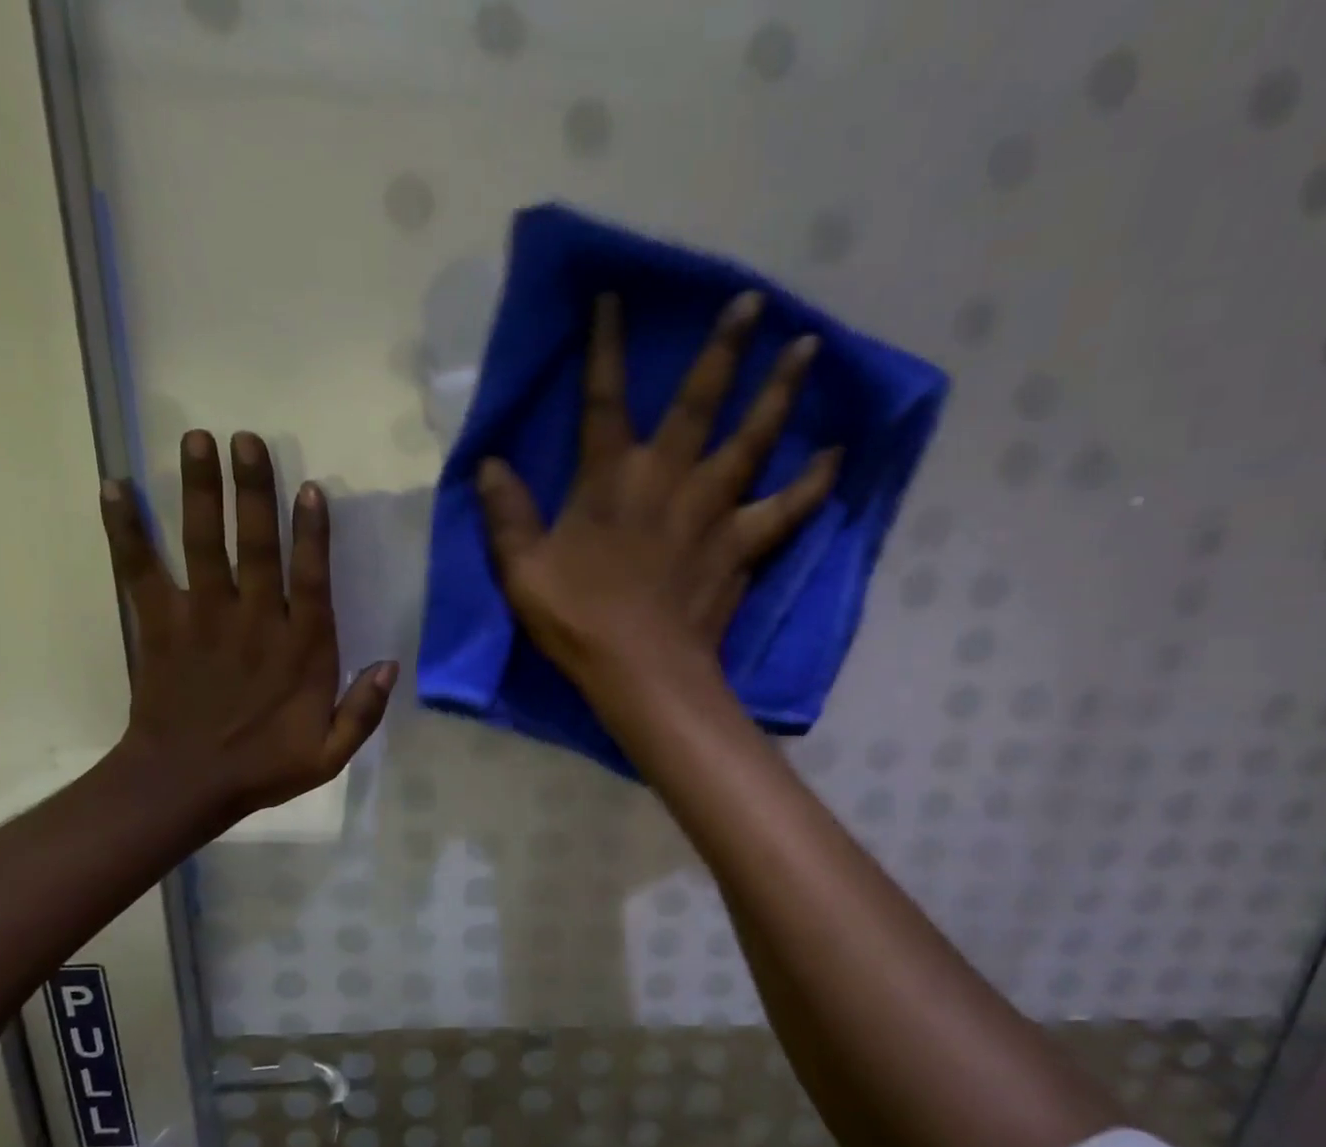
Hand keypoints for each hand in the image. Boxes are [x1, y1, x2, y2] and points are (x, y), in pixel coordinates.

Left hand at [100, 429, 394, 824]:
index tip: (308, 487)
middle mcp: (253, 622)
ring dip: (200, 491)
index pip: (309, 579)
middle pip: (254, 546)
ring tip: (196, 440)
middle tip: (247, 438)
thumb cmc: (263, 766)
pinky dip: (126, 530)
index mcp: (300, 649)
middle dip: (252, 490)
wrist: (184, 784)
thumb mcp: (330, 754)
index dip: (311, 533)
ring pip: (202, 544)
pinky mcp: (159, 625)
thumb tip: (391, 665)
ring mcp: (202, 619)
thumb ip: (362, 710)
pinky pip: (139, 570)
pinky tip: (115, 487)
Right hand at [474, 291, 839, 690]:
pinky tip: (836, 456)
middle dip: (723, 347)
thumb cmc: (579, 619)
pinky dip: (813, 484)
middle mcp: (667, 478)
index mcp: (610, 478)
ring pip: (753, 440)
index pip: (603, 399)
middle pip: (699, 400)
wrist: (642, 671)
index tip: (615, 296)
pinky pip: (787, 509)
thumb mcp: (522, 570)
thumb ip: (506, 514)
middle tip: (754, 301)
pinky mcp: (741, 546)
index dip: (606, 346)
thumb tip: (488, 465)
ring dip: (780, 392)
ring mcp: (712, 510)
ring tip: (809, 348)